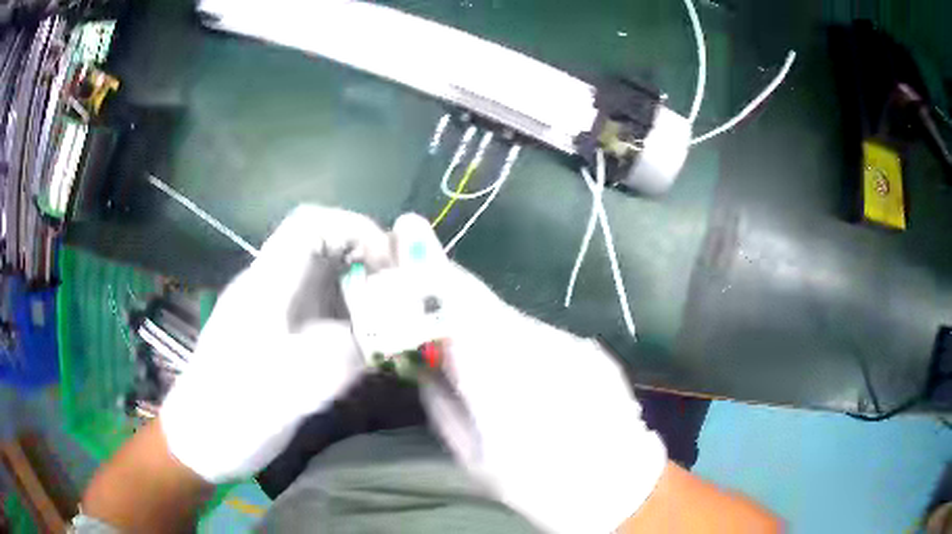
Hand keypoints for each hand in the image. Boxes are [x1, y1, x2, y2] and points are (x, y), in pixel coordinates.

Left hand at [161, 205, 390, 482]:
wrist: (202, 442)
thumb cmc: (233, 411)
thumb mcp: (288, 387)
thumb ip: (342, 354)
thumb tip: (392, 333)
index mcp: (266, 285)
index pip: (311, 224)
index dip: (354, 230)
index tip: (388, 267)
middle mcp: (274, 289)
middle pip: (326, 250)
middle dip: (369, 265)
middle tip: (403, 301)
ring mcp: (278, 315)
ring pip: (329, 284)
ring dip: (365, 298)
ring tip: (395, 328)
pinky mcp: (284, 340)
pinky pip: (327, 317)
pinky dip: (355, 326)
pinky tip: (370, 353)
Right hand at [390, 214, 666, 533]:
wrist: (617, 483)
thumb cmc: (537, 482)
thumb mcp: (472, 454)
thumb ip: (441, 399)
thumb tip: (424, 359)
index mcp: (499, 371)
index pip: (452, 302)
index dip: (424, 264)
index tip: (403, 231)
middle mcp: (536, 341)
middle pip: (479, 298)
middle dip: (443, 281)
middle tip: (414, 264)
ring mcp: (568, 341)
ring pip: (508, 317)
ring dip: (478, 319)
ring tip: (465, 341)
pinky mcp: (588, 348)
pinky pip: (536, 334)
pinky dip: (513, 339)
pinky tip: (516, 368)